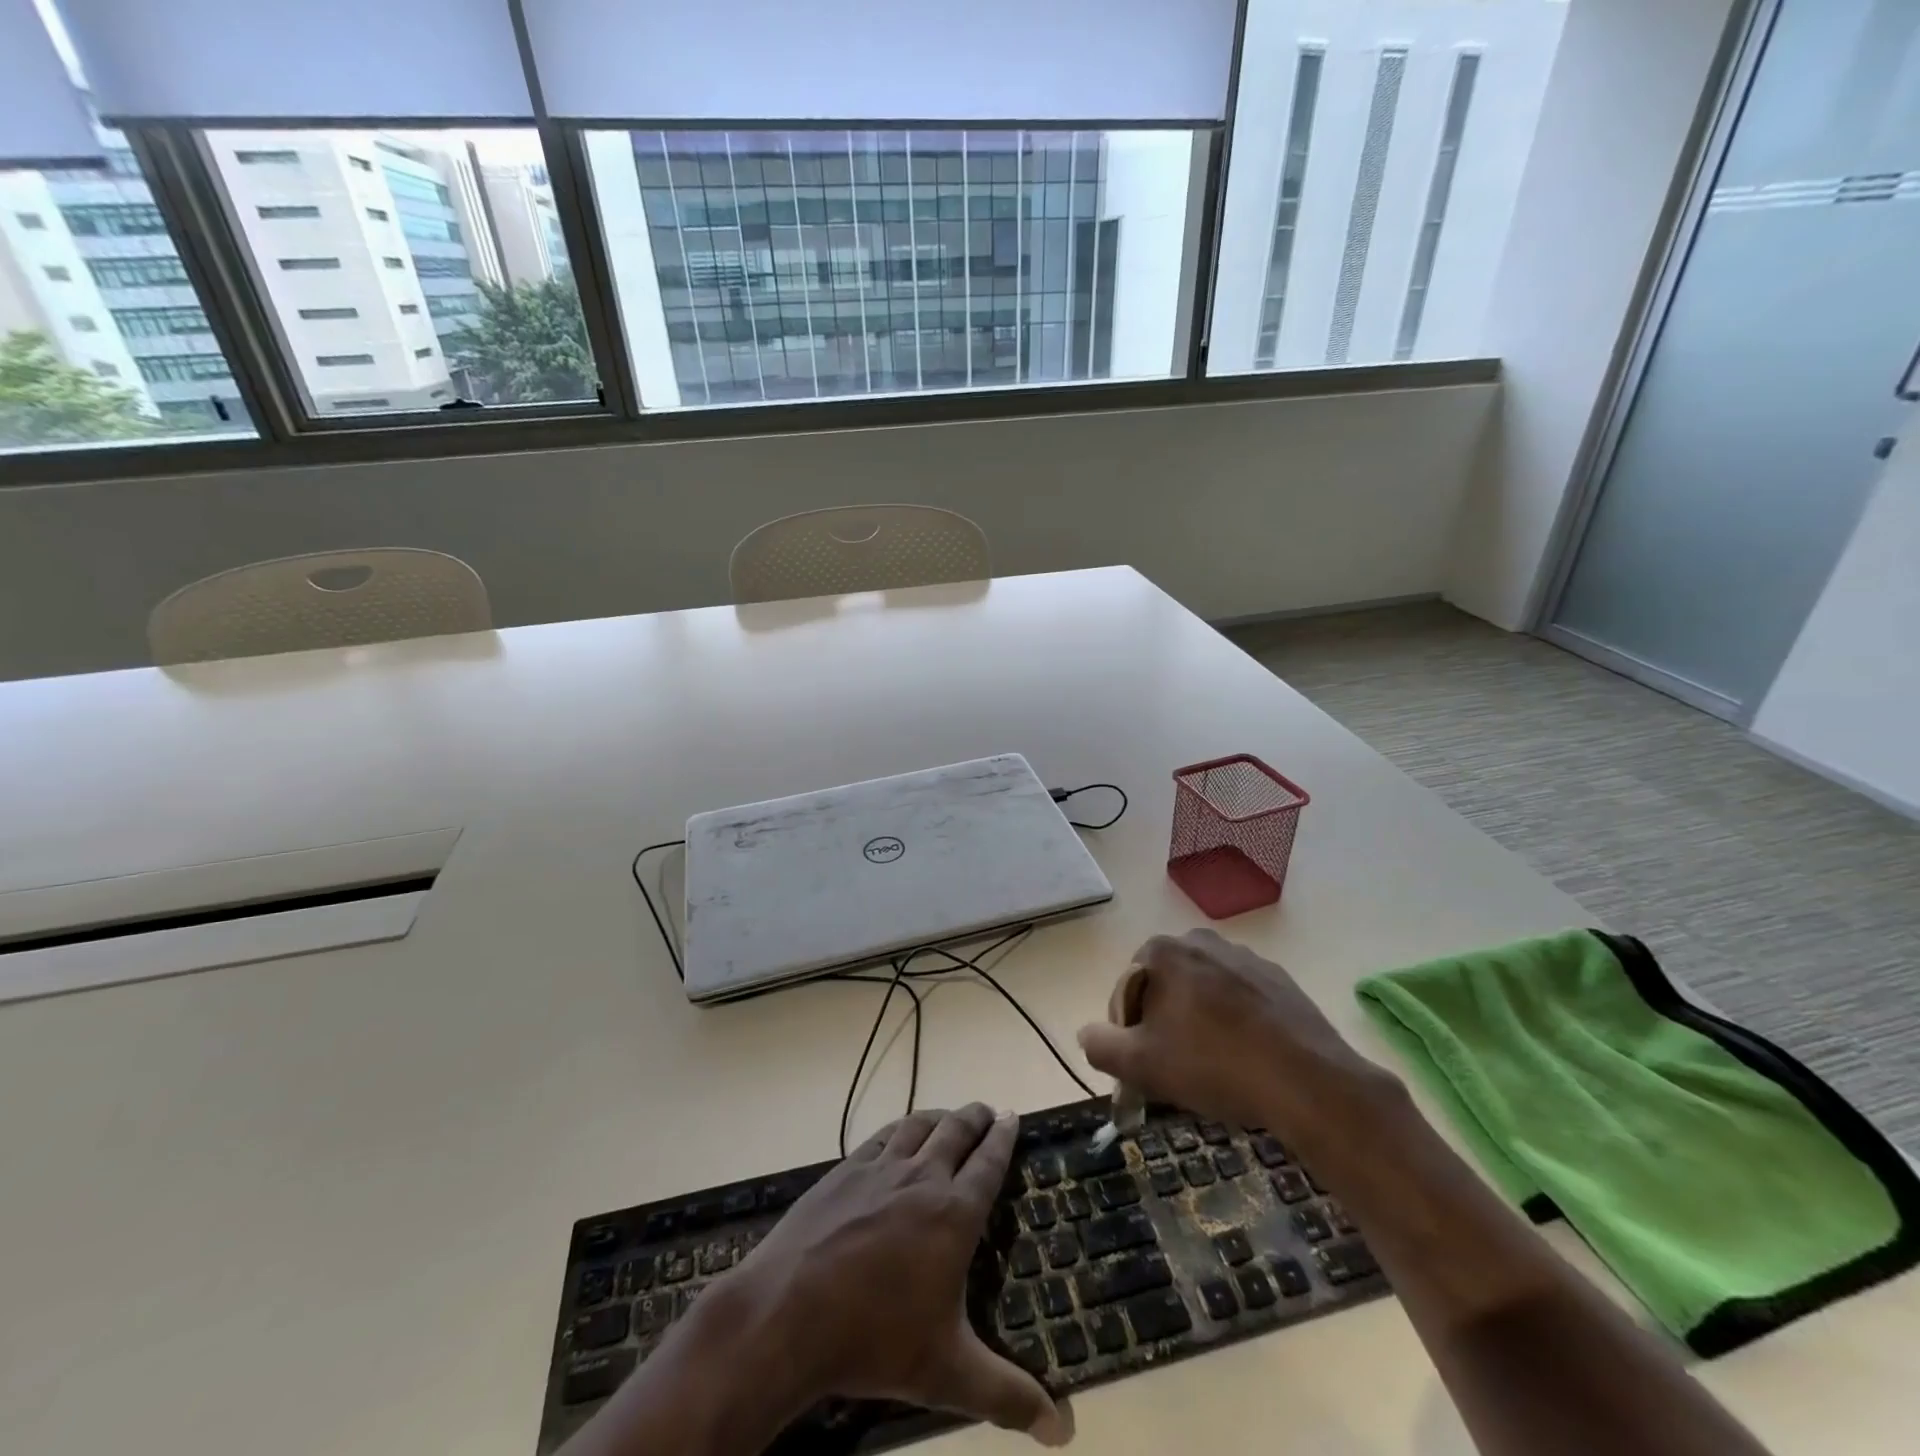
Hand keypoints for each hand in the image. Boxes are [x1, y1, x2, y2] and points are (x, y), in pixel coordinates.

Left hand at [728, 1104, 1069, 1443]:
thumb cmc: (875, 1341)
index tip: (1013, 1116)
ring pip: (919, 1125)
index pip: (988, 1162)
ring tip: (949, 1118)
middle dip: (976, 1117)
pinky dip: (900, 1128)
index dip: (1004, 1137)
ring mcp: (880, 1169)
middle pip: (956, 1130)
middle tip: (987, 1112)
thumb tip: (1065, 1430)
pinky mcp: (845, 1170)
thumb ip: (1008, 1395)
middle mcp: (922, 1177)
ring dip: (940, 1116)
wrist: (790, 1313)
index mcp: (953, 1214)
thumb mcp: (948, 1374)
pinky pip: (882, 1136)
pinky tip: (898, 1136)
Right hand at [1076, 929, 1398, 1157]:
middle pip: (1164, 987)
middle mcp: (1201, 942)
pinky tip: (1246, 1059)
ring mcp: (1245, 958)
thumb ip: (1100, 1046)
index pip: (1126, 990)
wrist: (1307, 1081)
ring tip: (1213, 1067)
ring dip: (1198, 1022)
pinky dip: (1235, 1023)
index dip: (1127, 1031)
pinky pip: (1240, 1000)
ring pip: (1203, 992)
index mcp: (1163, 951)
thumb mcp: (1141, 1065)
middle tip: (1175, 1068)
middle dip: (1163, 1023)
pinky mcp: (1279, 980)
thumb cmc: (1214, 1065)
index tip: (1143, 1066)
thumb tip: (1087, 1034)